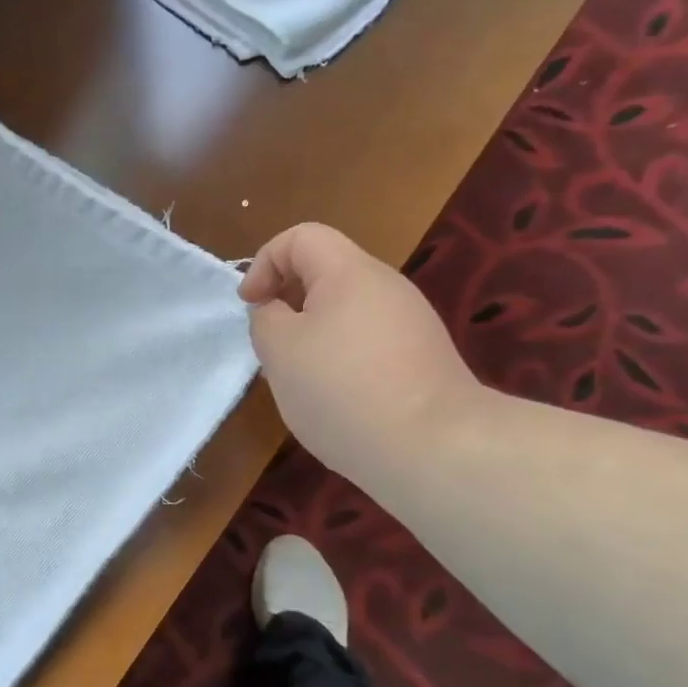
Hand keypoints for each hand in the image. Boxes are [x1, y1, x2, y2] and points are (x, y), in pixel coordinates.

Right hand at [240, 223, 479, 486]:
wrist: (435, 449)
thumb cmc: (343, 390)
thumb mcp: (279, 351)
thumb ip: (266, 319)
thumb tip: (277, 311)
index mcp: (350, 272)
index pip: (300, 237)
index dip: (264, 262)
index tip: (251, 306)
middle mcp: (386, 286)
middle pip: (325, 272)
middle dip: (288, 302)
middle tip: (272, 346)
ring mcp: (412, 323)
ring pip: (346, 311)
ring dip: (313, 335)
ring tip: (302, 379)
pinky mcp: (424, 358)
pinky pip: (369, 342)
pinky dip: (343, 359)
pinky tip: (338, 400)